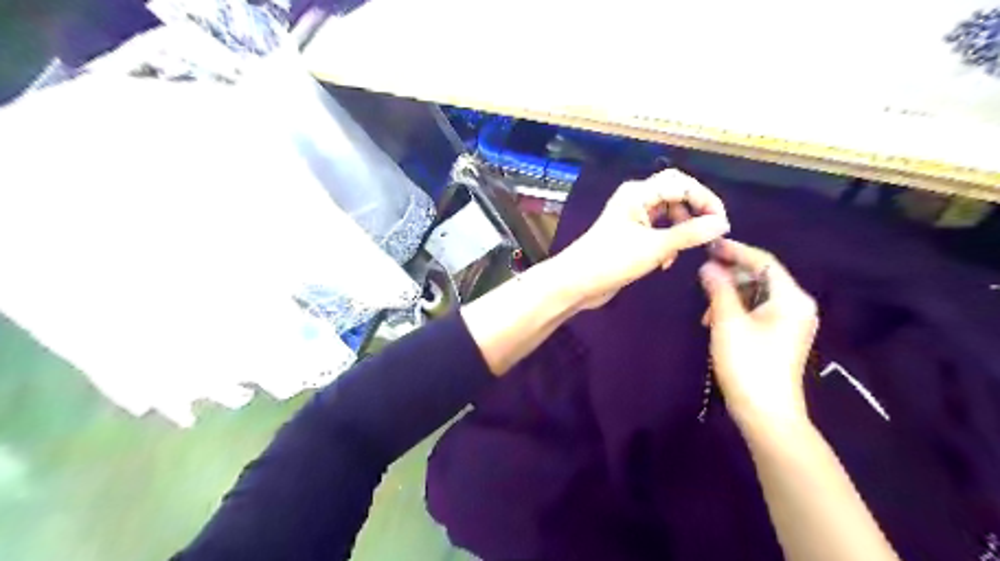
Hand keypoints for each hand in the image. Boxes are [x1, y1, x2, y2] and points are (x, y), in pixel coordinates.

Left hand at [555, 170, 728, 310]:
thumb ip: (689, 234)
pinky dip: (667, 243)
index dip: (705, 199)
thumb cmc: (612, 260)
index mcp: (638, 193)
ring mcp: (632, 218)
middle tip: (710, 233)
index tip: (721, 222)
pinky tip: (666, 262)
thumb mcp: (655, 247)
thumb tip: (722, 224)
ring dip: (680, 231)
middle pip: (676, 195)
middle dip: (694, 213)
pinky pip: (658, 231)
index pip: (681, 183)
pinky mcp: (631, 236)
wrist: (576, 282)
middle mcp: (636, 200)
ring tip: (684, 251)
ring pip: (668, 215)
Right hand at [697, 238, 815, 426]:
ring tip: (705, 306)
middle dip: (730, 274)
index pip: (763, 262)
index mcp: (791, 298)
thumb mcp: (727, 322)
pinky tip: (716, 320)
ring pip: (756, 294)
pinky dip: (736, 309)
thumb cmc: (747, 364)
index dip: (735, 251)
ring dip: (730, 294)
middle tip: (702, 275)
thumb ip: (718, 288)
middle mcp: (796, 306)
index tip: (709, 245)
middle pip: (761, 276)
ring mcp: (790, 322)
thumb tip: (708, 266)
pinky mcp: (781, 336)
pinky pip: (757, 310)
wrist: (766, 413)